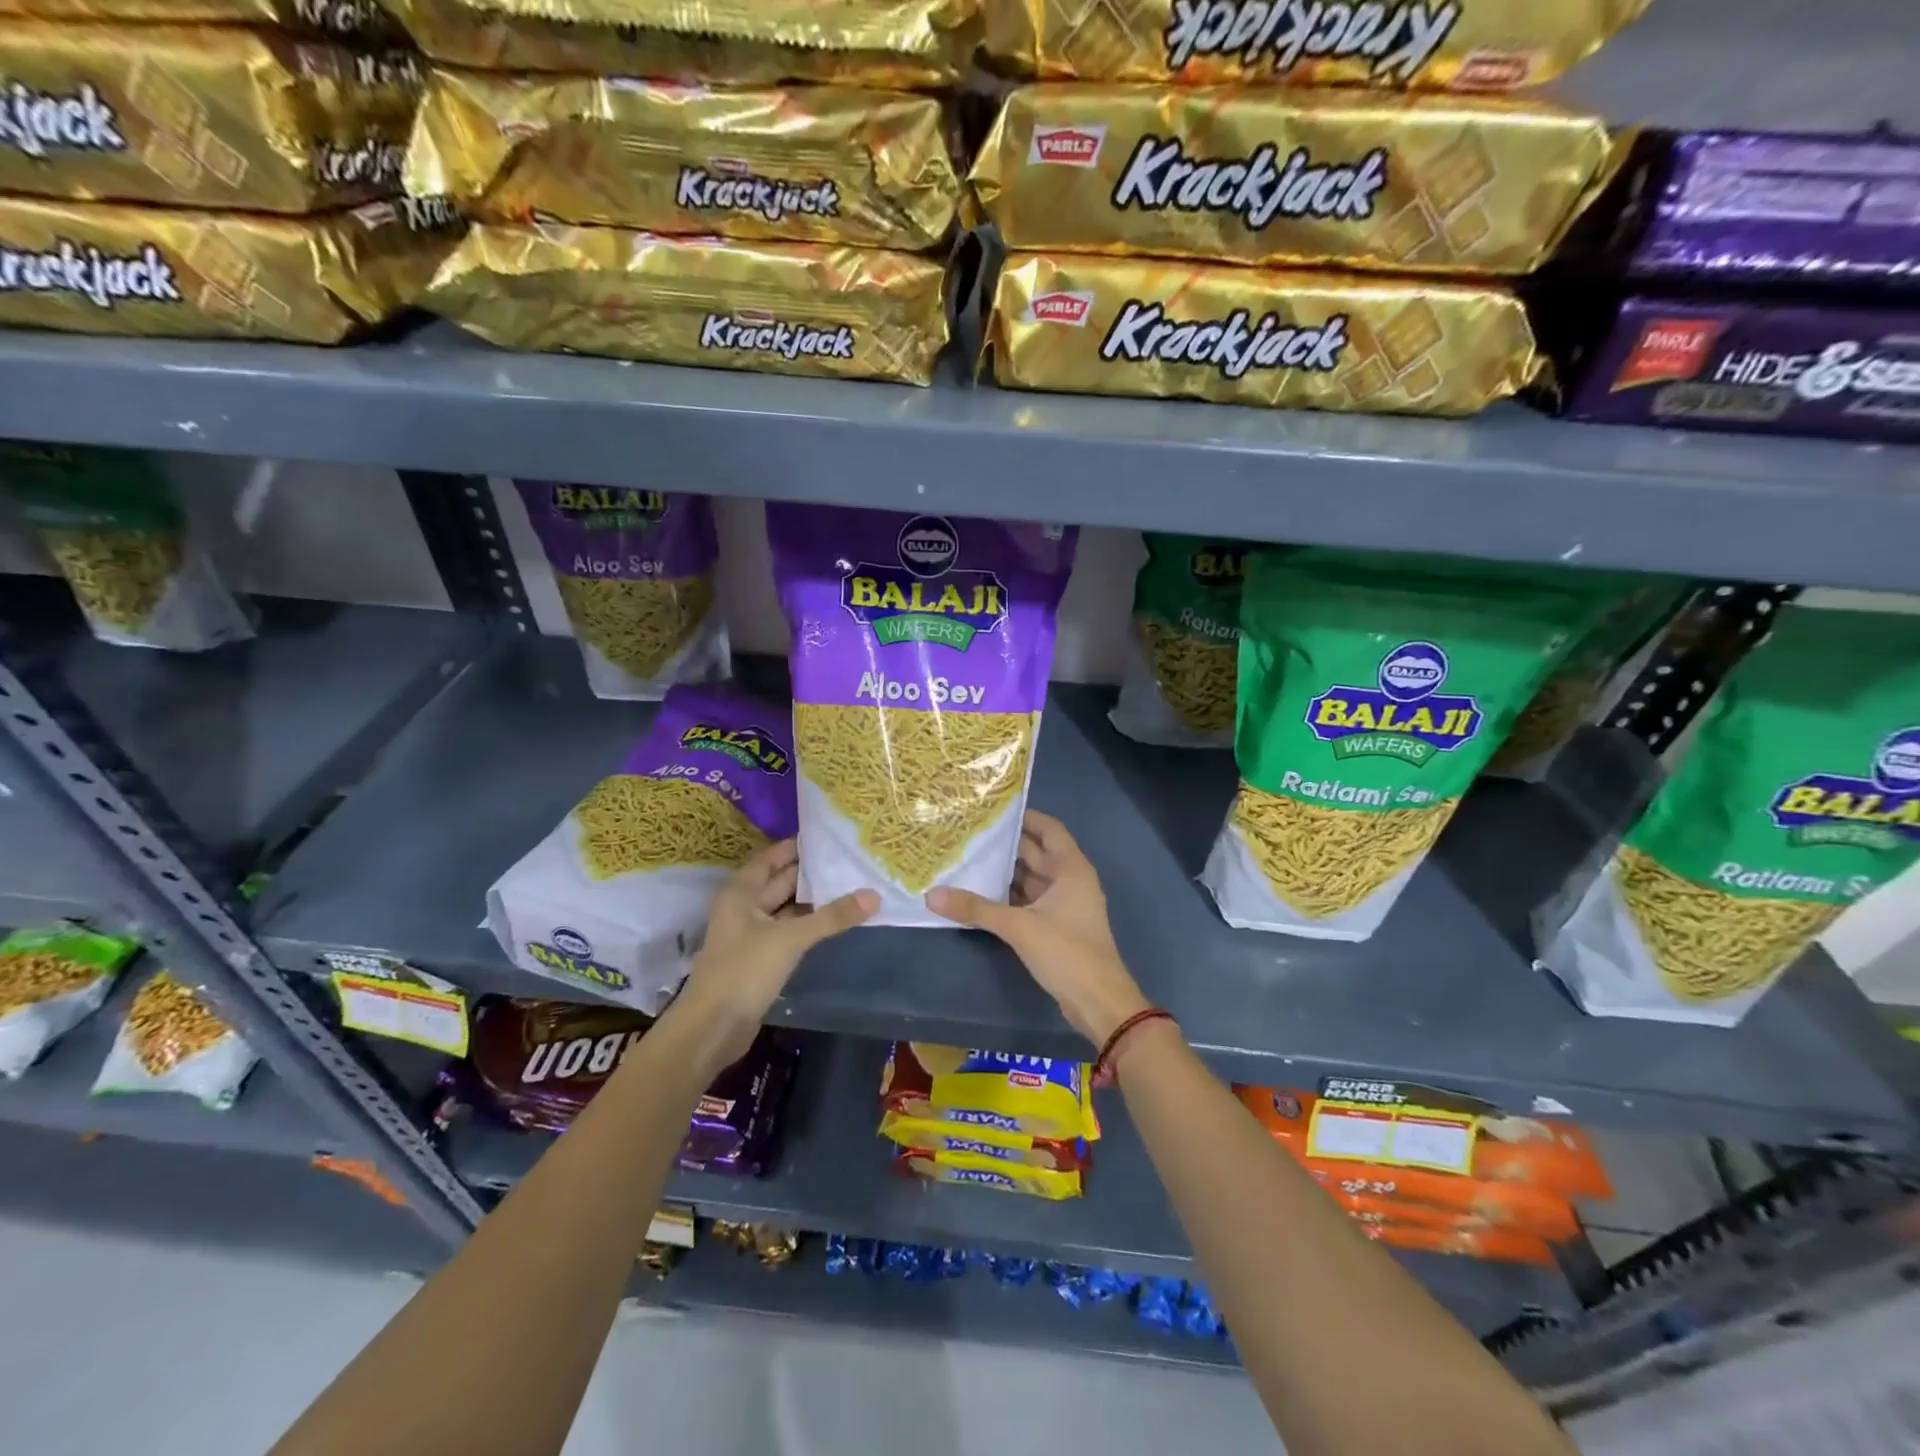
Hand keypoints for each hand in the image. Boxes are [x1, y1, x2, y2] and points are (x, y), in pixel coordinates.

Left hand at [674, 839, 876, 1063]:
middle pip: (781, 881)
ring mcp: (751, 934)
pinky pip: (789, 932)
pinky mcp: (760, 958)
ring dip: (814, 901)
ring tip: (851, 886)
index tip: (831, 837)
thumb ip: (832, 916)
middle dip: (813, 873)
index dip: (798, 846)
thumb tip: (874, 896)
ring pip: (787, 908)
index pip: (772, 857)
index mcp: (741, 892)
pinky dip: (810, 925)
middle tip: (850, 861)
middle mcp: (744, 907)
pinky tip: (836, 922)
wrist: (713, 1028)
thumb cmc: (744, 971)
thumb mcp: (791, 938)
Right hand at [927, 810, 1149, 1046]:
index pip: (1048, 829)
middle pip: (1036, 852)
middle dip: (1005, 844)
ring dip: (1004, 871)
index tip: (992, 810)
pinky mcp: (1055, 925)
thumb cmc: (1066, 952)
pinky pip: (1028, 899)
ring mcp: (1063, 904)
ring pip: (1030, 878)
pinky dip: (1008, 895)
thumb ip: (976, 909)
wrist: (1098, 1001)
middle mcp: (1069, 879)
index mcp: (1071, 868)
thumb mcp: (1019, 927)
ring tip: (967, 858)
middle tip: (968, 833)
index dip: (1024, 817)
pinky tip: (979, 893)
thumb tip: (932, 895)